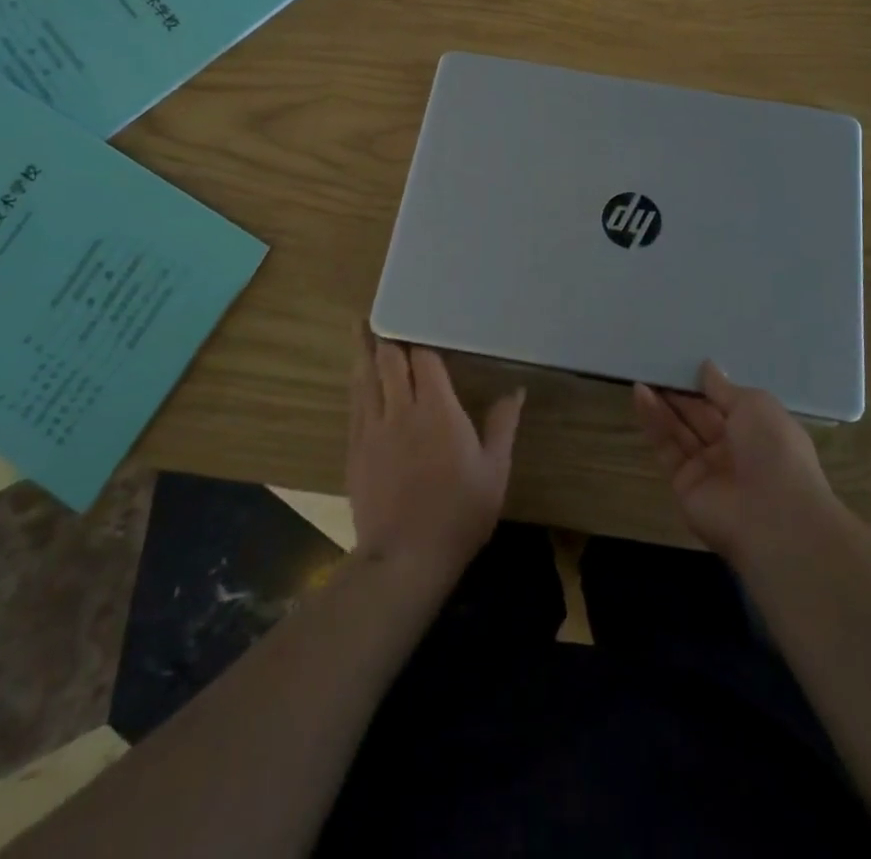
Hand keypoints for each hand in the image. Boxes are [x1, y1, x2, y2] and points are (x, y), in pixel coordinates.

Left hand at [347, 331, 524, 588]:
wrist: (404, 559)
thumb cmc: (459, 514)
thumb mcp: (495, 471)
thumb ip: (503, 425)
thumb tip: (516, 389)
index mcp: (437, 410)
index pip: (423, 358)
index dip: (421, 336)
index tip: (421, 317)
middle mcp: (401, 410)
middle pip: (388, 359)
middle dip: (387, 334)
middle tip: (384, 311)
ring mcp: (372, 429)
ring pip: (364, 377)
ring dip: (363, 350)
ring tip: (360, 326)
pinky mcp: (355, 450)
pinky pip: (354, 405)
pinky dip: (357, 384)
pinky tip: (357, 377)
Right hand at [634, 361, 842, 571]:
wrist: (773, 518)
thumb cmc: (774, 450)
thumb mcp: (755, 405)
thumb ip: (723, 388)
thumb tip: (706, 367)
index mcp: (757, 429)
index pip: (725, 402)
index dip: (704, 384)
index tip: (682, 362)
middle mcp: (732, 449)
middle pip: (699, 415)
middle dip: (679, 392)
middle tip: (655, 366)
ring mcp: (707, 469)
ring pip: (680, 431)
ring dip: (661, 404)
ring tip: (641, 376)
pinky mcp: (684, 485)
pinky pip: (667, 449)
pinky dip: (653, 423)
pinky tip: (640, 396)